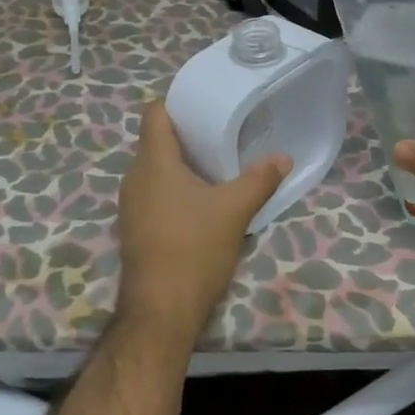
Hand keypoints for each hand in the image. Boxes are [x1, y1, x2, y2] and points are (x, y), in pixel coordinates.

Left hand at [115, 100, 290, 346]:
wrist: (160, 312)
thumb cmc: (194, 250)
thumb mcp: (235, 211)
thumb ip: (260, 180)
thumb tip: (283, 158)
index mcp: (153, 162)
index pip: (155, 112)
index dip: (178, 102)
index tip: (207, 104)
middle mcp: (135, 177)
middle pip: (157, 140)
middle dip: (188, 134)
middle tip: (223, 132)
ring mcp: (131, 205)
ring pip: (156, 169)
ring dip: (183, 164)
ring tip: (218, 165)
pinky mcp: (135, 227)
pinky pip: (154, 193)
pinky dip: (175, 188)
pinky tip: (202, 201)